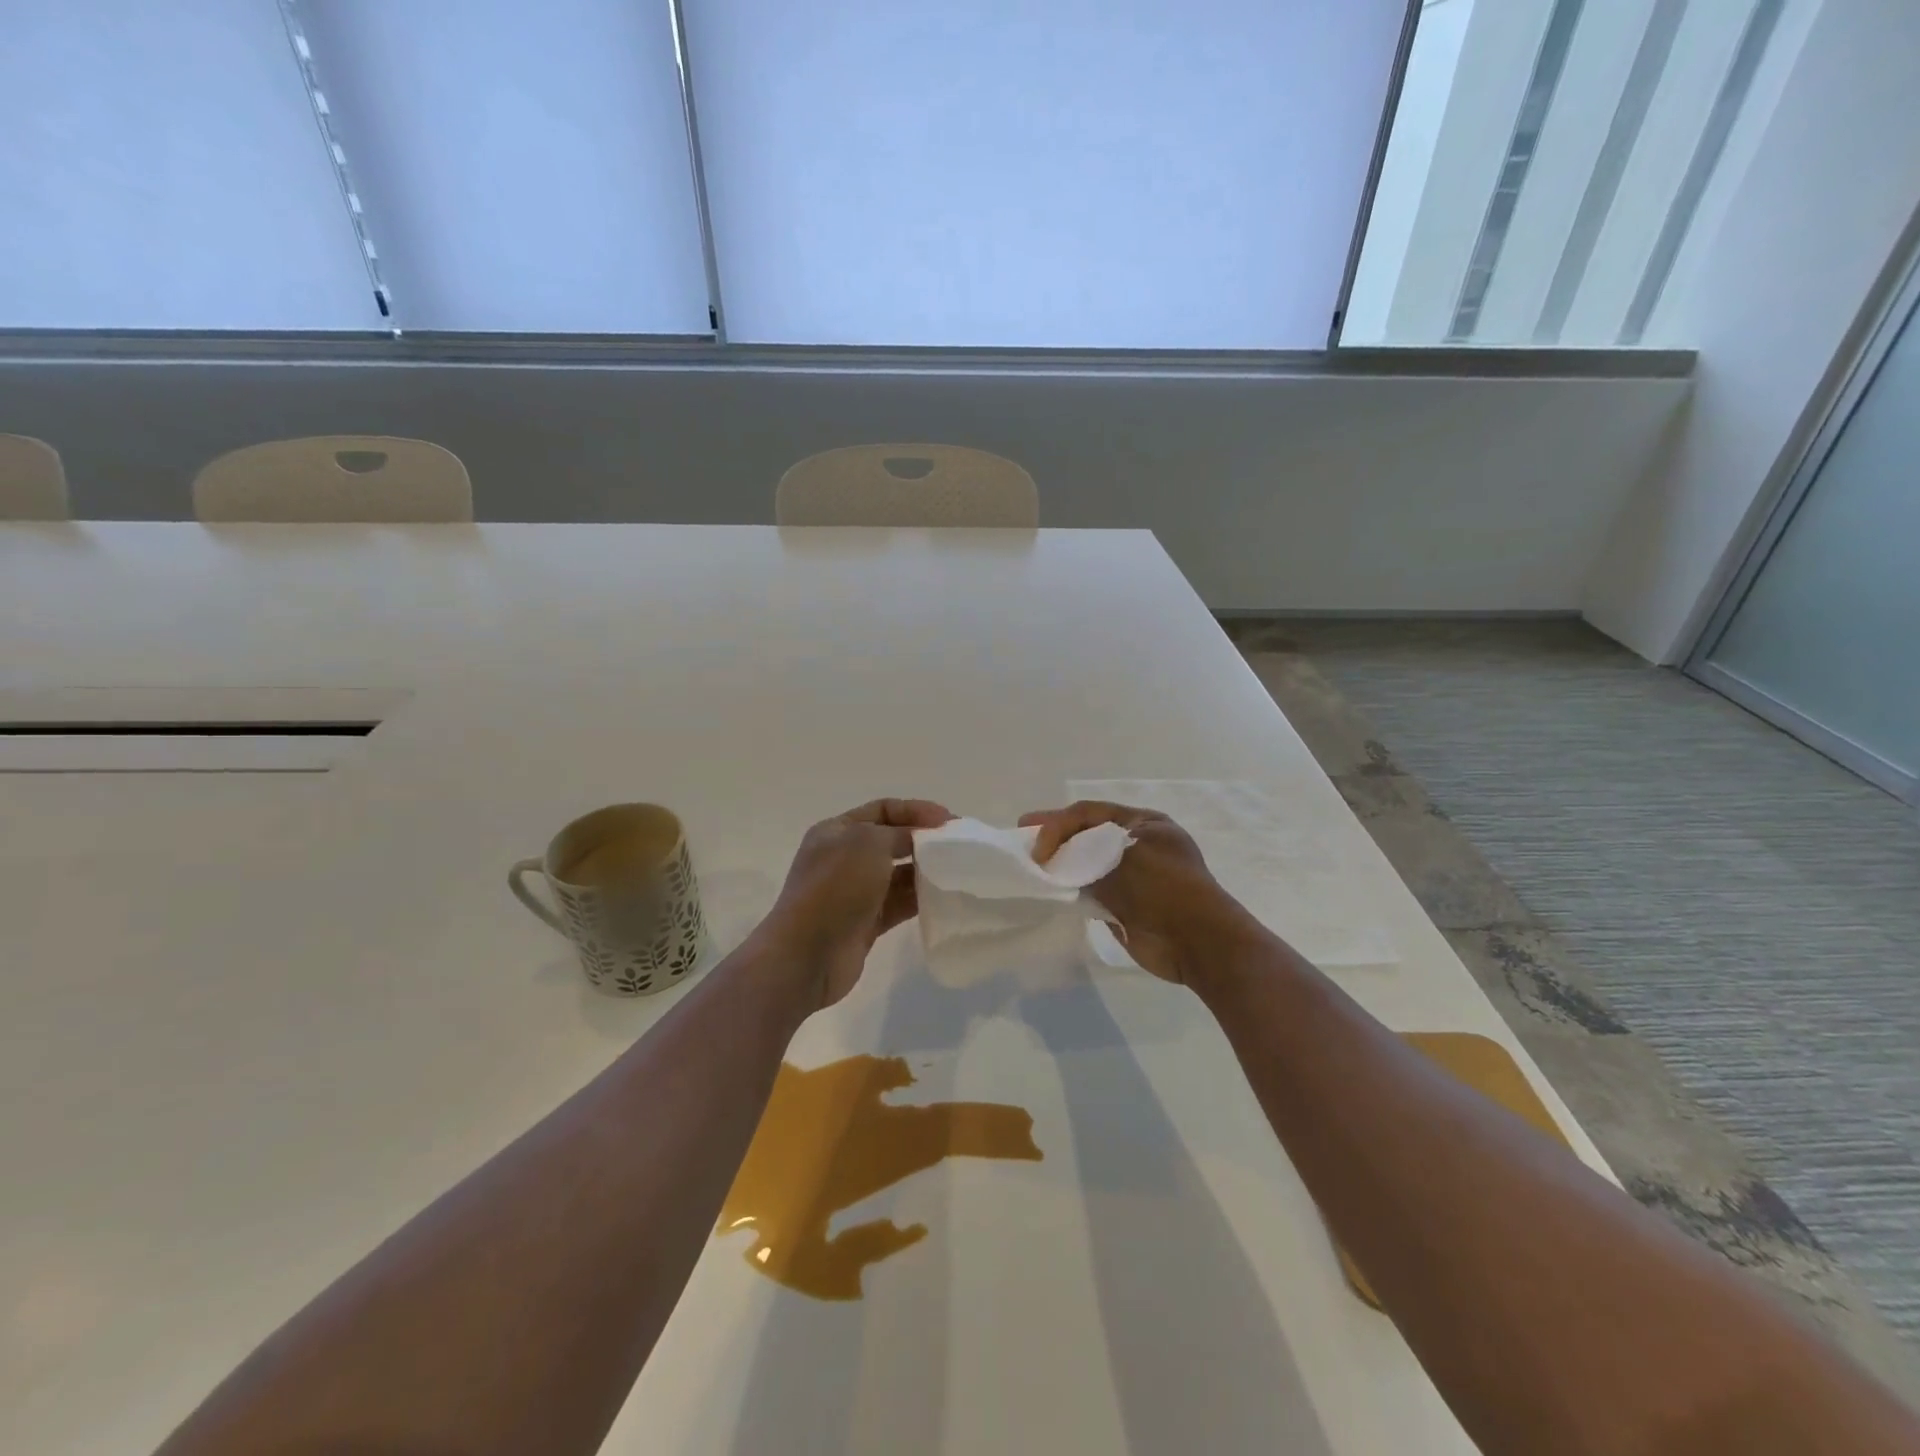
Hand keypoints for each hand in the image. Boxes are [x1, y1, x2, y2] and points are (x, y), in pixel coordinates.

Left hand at [760, 798, 952, 1009]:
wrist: (806, 955)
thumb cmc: (835, 888)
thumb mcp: (868, 844)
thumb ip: (900, 834)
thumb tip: (920, 842)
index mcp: (837, 831)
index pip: (883, 809)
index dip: (917, 810)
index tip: (950, 822)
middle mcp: (844, 857)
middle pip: (892, 841)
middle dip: (924, 841)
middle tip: (959, 847)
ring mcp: (854, 892)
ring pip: (897, 874)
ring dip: (924, 872)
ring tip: (956, 873)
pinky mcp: (865, 922)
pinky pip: (898, 904)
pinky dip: (919, 900)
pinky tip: (943, 899)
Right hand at [1018, 801, 1244, 985]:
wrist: (1198, 942)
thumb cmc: (1164, 888)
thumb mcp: (1121, 856)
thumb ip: (1084, 853)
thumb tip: (1057, 861)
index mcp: (1144, 824)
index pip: (1090, 813)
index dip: (1057, 822)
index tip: (1032, 837)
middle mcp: (1137, 846)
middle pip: (1086, 836)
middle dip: (1055, 839)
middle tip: (1023, 840)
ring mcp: (1132, 877)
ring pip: (1086, 864)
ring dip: (1061, 865)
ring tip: (1031, 867)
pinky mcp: (1125, 906)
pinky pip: (1091, 892)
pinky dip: (1071, 890)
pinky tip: (1051, 891)